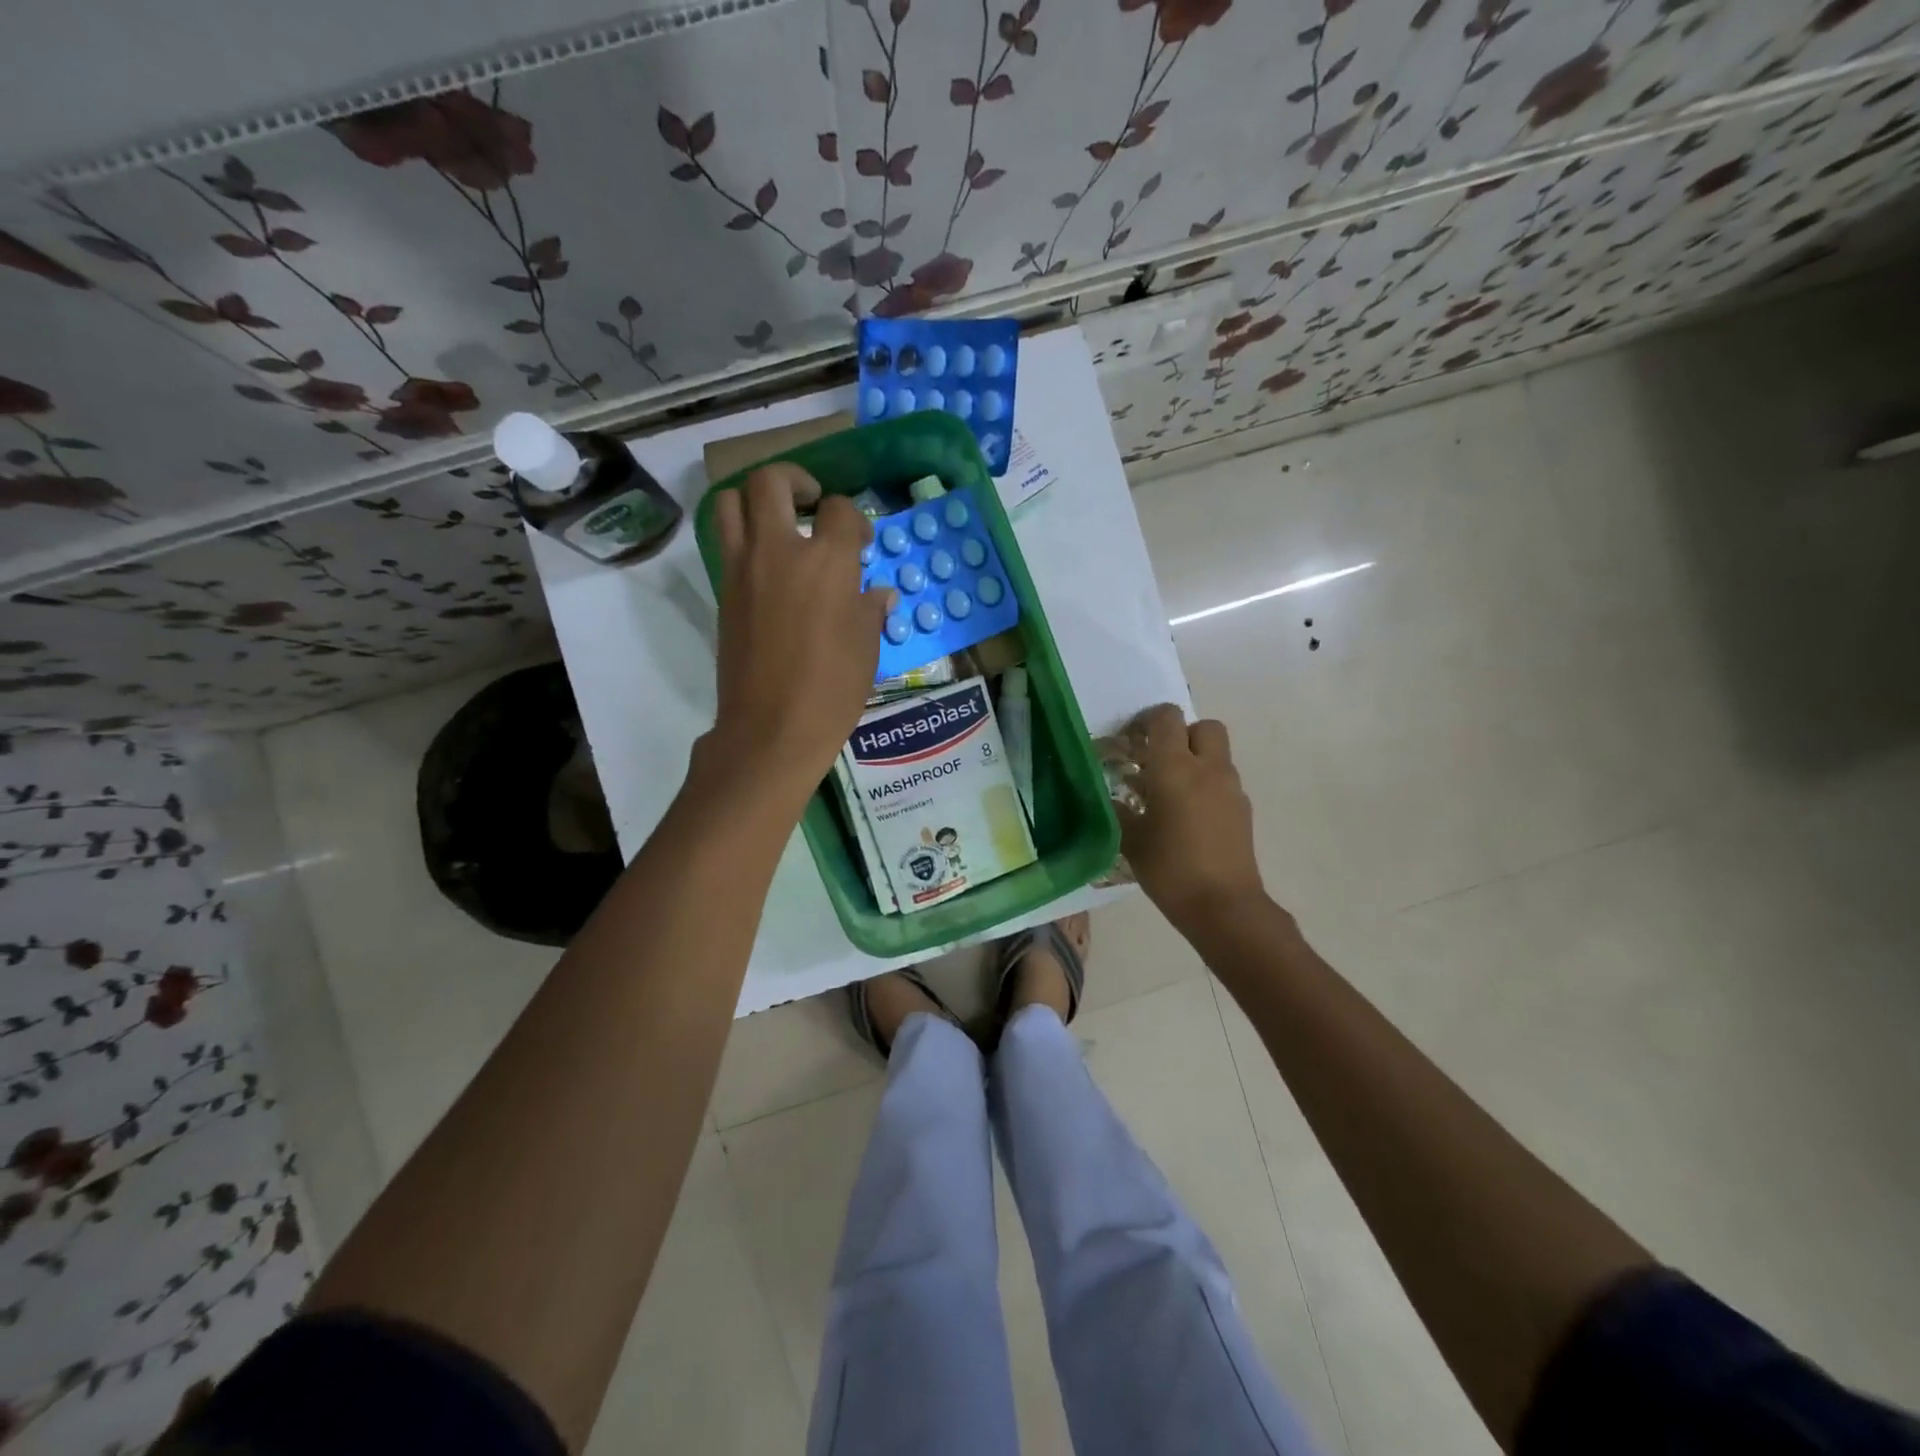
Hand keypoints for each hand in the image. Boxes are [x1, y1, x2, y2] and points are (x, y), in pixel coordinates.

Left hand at [705, 463, 891, 804]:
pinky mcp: (723, 591)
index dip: (853, 518)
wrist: (772, 728)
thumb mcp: (867, 648)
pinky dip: (743, 534)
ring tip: (779, 521)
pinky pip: (726, 541)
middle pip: (773, 481)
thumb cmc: (833, 690)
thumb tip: (877, 593)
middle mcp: (779, 550)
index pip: (839, 510)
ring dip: (756, 498)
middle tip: (812, 503)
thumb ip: (870, 609)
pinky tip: (768, 563)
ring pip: (732, 500)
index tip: (859, 541)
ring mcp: (743, 568)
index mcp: (827, 562)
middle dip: (796, 480)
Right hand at [1115, 703, 1268, 929]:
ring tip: (1170, 792)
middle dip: (1181, 734)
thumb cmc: (1170, 869)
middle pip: (1203, 726)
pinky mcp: (1243, 810)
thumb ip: (1119, 812)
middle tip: (1158, 760)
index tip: (1132, 740)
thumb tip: (1110, 799)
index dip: (1148, 720)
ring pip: (1216, 754)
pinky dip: (1207, 785)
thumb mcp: (1131, 840)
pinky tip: (1189, 816)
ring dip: (1196, 760)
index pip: (1167, 718)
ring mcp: (1231, 788)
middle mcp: (1208, 768)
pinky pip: (1223, 781)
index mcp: (1175, 767)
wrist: (1224, 906)